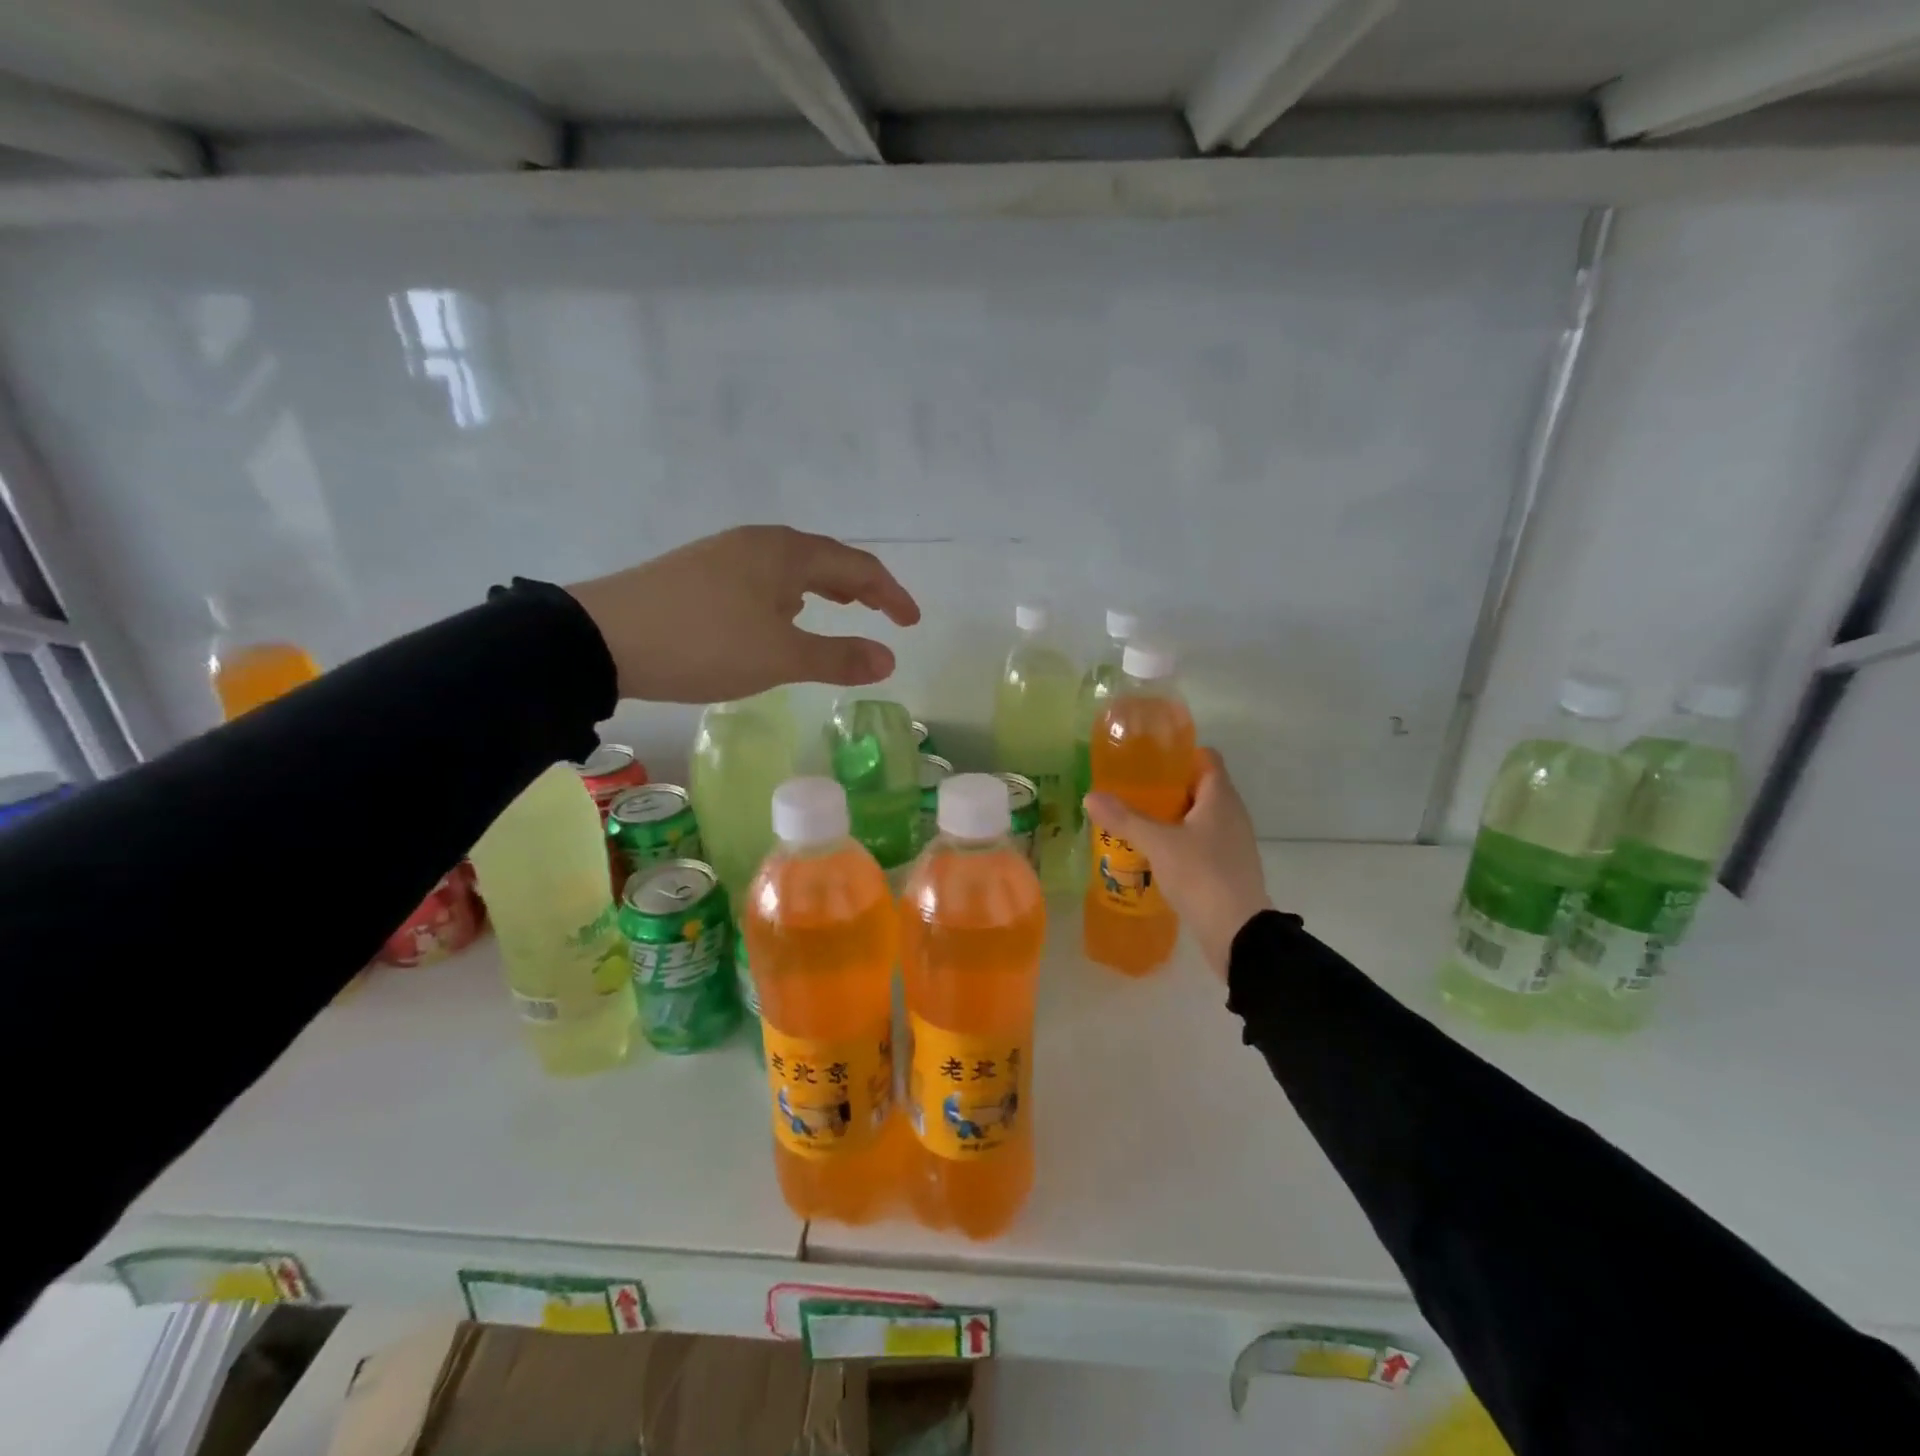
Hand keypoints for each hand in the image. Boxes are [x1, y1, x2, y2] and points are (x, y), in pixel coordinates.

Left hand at [567, 526, 920, 702]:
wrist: (601, 639)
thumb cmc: (703, 643)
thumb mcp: (778, 656)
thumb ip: (837, 657)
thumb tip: (889, 659)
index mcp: (785, 552)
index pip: (857, 566)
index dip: (890, 594)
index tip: (911, 623)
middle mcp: (758, 542)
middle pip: (824, 557)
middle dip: (859, 585)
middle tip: (881, 612)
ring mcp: (723, 553)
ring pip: (790, 566)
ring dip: (822, 586)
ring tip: (838, 608)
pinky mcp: (698, 572)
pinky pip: (762, 576)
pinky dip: (788, 594)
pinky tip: (777, 615)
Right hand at [1084, 749, 1271, 977]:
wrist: (1238, 933)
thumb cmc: (1201, 875)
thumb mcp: (1158, 844)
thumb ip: (1125, 819)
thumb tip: (1090, 796)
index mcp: (1221, 798)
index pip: (1206, 758)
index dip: (1179, 754)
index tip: (1148, 760)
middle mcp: (1231, 814)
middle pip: (1199, 787)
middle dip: (1166, 787)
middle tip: (1131, 790)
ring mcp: (1232, 842)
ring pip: (1199, 817)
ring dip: (1171, 816)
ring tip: (1136, 821)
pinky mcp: (1227, 867)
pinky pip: (1201, 842)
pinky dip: (1179, 841)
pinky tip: (1153, 853)